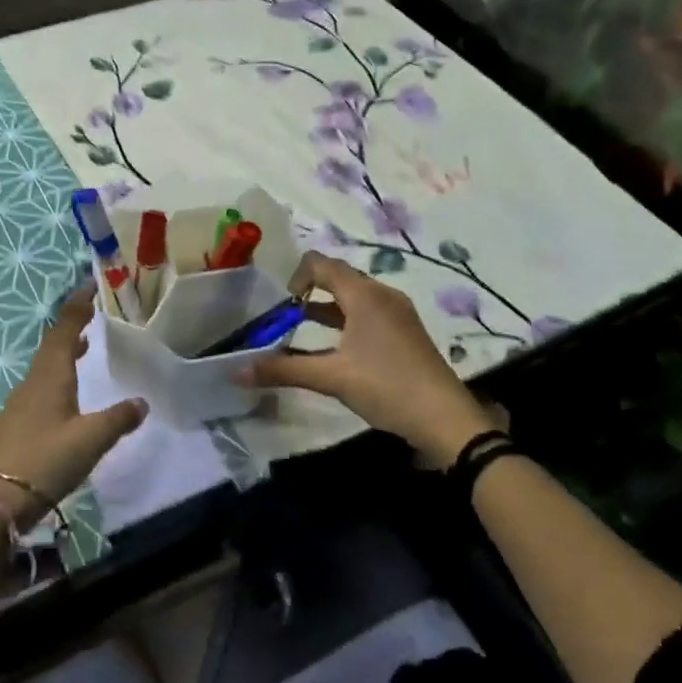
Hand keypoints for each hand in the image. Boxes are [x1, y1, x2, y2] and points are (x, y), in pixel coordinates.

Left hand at [0, 285, 147, 523]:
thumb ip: (118, 419)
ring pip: (44, 367)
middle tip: (91, 314)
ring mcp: (20, 404)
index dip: (77, 307)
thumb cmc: (47, 461)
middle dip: (71, 327)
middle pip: (51, 346)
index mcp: (49, 377)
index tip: (90, 287)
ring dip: (63, 352)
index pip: (63, 330)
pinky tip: (66, 394)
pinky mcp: (16, 424)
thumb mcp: (91, 440)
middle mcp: (32, 383)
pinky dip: (56, 376)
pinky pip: (39, 387)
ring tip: (83, 347)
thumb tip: (141, 402)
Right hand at [241, 251, 505, 464]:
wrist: (444, 418)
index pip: (322, 264)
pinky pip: (367, 314)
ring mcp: (397, 313)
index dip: (296, 276)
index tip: (281, 306)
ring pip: (353, 298)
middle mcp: (382, 295)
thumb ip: (282, 369)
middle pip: (338, 278)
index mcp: (365, 295)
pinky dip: (345, 322)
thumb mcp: (330, 377)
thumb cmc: (386, 387)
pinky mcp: (405, 333)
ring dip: (326, 308)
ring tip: (300, 329)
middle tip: (284, 316)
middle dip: (308, 291)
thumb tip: (236, 371)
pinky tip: (334, 349)